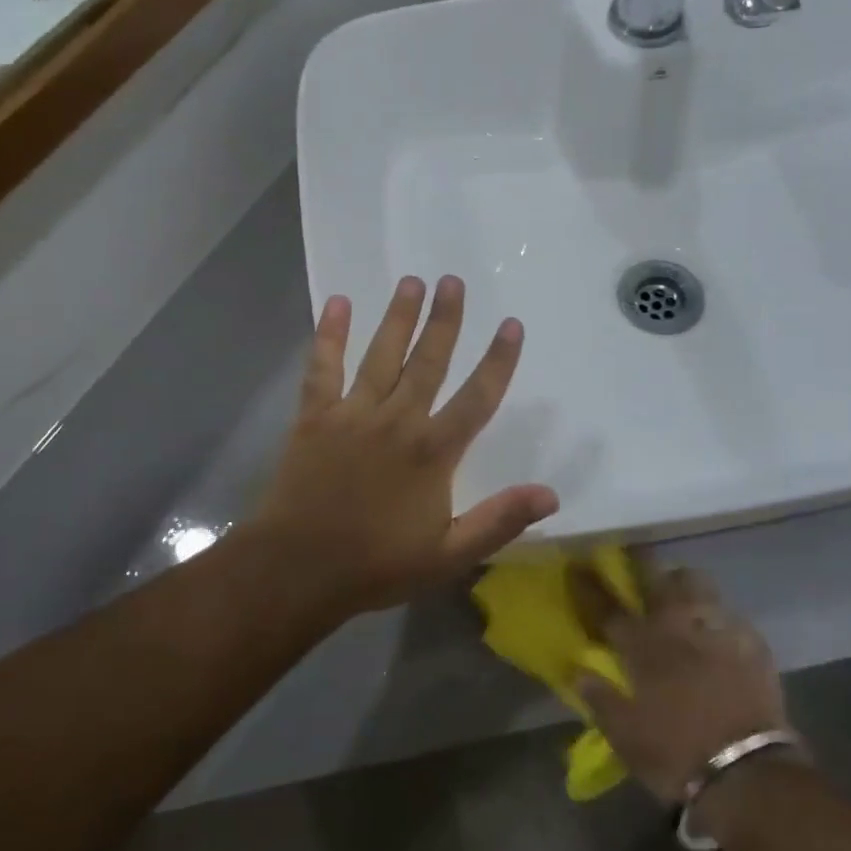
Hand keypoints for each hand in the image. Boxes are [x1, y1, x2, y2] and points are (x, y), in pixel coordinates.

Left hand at [247, 275, 559, 618]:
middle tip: (453, 281)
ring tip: (411, 281)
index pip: (476, 397)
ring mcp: (353, 414)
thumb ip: (499, 521)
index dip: (497, 360)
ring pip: (382, 355)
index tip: (510, 324)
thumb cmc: (377, 564)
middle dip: (444, 320)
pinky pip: (323, 368)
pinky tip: (337, 303)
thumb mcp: (449, 555)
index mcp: (433, 451)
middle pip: (428, 361)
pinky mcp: (314, 417)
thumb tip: (551, 494)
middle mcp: (397, 421)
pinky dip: (329, 335)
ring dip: (398, 317)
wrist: (299, 569)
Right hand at [573, 559, 792, 803]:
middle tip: (634, 557)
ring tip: (680, 591)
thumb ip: (601, 699)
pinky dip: (717, 616)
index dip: (589, 584)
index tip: (578, 565)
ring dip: (682, 581)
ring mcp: (716, 629)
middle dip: (641, 561)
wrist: (749, 773)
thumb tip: (580, 671)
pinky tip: (717, 630)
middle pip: (655, 576)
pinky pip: (729, 614)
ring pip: (696, 582)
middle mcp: (676, 627)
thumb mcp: (625, 737)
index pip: (607, 606)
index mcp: (642, 647)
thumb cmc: (676, 755)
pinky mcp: (750, 642)